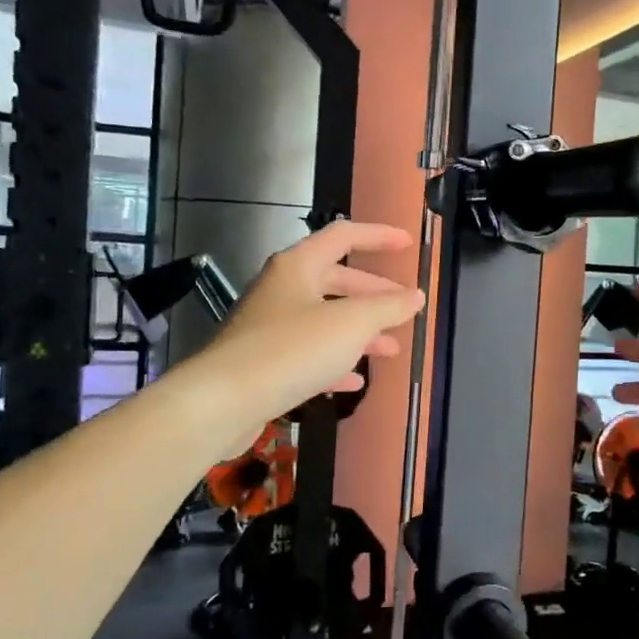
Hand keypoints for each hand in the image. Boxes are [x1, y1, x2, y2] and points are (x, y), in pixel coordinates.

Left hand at [194, 221, 423, 443]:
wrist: (223, 401)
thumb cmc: (292, 349)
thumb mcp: (352, 324)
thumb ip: (388, 307)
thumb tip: (415, 296)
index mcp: (298, 266)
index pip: (344, 237)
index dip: (378, 237)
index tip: (407, 245)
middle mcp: (281, 289)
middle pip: (335, 280)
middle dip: (373, 294)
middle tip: (403, 309)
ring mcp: (269, 327)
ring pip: (324, 320)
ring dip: (359, 332)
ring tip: (390, 350)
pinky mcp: (263, 363)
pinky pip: (307, 354)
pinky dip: (334, 362)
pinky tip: (354, 381)